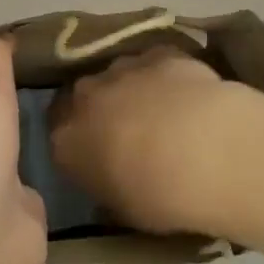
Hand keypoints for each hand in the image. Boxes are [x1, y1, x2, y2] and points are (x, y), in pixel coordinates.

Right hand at [50, 46, 252, 238]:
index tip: (93, 155)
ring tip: (161, 113)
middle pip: (84, 97)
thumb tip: (107, 182)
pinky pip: (153, 63)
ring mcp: (122, 68)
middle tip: (125, 132)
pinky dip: (163, 76)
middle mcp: (86, 96)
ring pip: (118, 75)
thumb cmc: (159, 195)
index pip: (58, 135)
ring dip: (131, 90)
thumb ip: (106, 189)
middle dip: (100, 110)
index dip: (76, 142)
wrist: (206, 149)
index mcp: (67, 140)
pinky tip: (186, 94)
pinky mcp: (158, 53)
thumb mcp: (123, 210)